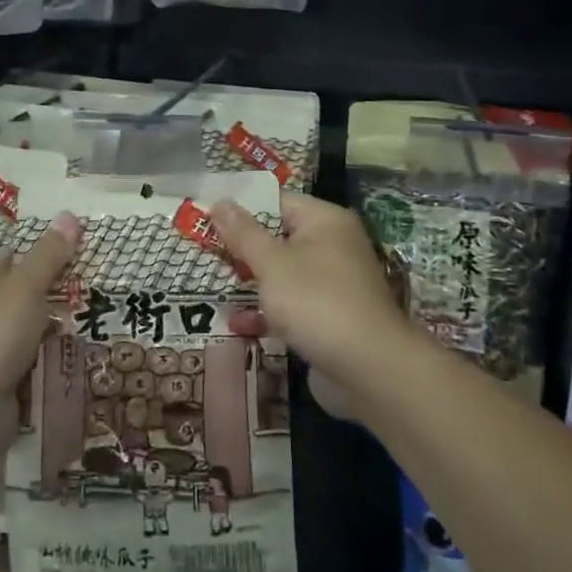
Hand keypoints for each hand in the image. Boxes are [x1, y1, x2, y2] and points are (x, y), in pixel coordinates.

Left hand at [0, 213, 79, 447]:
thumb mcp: (26, 286)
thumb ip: (49, 254)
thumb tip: (70, 214)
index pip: (12, 256)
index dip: (42, 253)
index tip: (75, 256)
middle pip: (19, 293)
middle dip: (49, 295)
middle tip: (86, 292)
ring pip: (24, 328)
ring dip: (47, 329)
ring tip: (83, 324)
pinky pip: (23, 360)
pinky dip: (41, 359)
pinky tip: (64, 356)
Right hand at [210, 194, 411, 407]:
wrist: (370, 370)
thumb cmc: (316, 302)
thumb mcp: (272, 264)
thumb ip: (243, 233)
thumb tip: (220, 201)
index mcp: (324, 221)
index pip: (277, 201)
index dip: (241, 208)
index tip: (206, 217)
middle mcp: (332, 246)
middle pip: (279, 238)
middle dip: (242, 248)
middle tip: (202, 252)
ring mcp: (332, 284)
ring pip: (283, 274)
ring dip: (251, 282)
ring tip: (212, 286)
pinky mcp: (329, 318)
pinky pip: (292, 306)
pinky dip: (267, 312)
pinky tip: (236, 325)